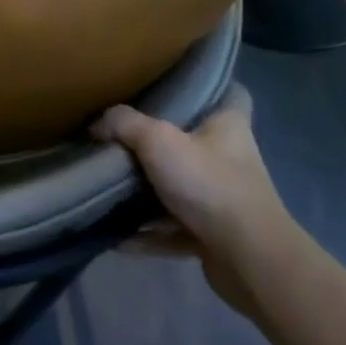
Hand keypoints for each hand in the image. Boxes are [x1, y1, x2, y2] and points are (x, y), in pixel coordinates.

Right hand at [91, 84, 304, 317]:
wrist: (248, 259)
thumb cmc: (209, 184)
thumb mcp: (158, 140)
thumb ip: (123, 124)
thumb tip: (97, 125)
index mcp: (229, 126)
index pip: (231, 94)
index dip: (210, 87)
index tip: (179, 85)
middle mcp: (232, 160)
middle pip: (195, 142)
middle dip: (163, 142)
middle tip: (124, 135)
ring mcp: (225, 201)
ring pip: (182, 188)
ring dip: (151, 193)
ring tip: (111, 187)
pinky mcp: (215, 237)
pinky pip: (174, 230)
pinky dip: (148, 234)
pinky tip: (117, 236)